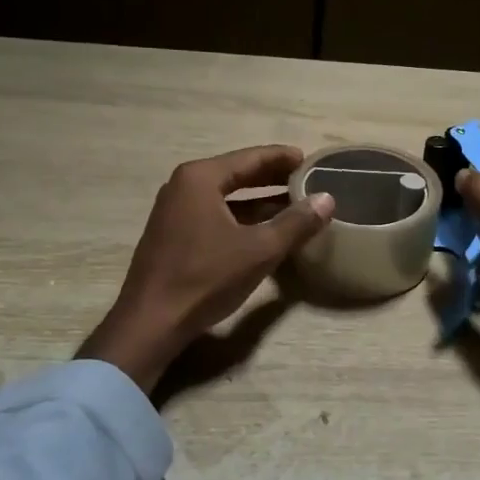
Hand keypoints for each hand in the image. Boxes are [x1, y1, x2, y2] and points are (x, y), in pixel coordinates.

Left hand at [78, 146, 334, 392]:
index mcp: (201, 178)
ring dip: (258, 201)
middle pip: (236, 174)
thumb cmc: (206, 278)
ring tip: (292, 205)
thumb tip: (327, 199)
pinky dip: (240, 217)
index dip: (282, 158)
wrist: (152, 321)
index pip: (250, 158)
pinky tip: (263, 230)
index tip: (309, 159)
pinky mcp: (173, 235)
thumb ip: (296, 223)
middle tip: (305, 179)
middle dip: (271, 178)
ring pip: (225, 197)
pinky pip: (214, 214)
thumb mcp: (259, 250)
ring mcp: (174, 211)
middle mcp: (183, 186)